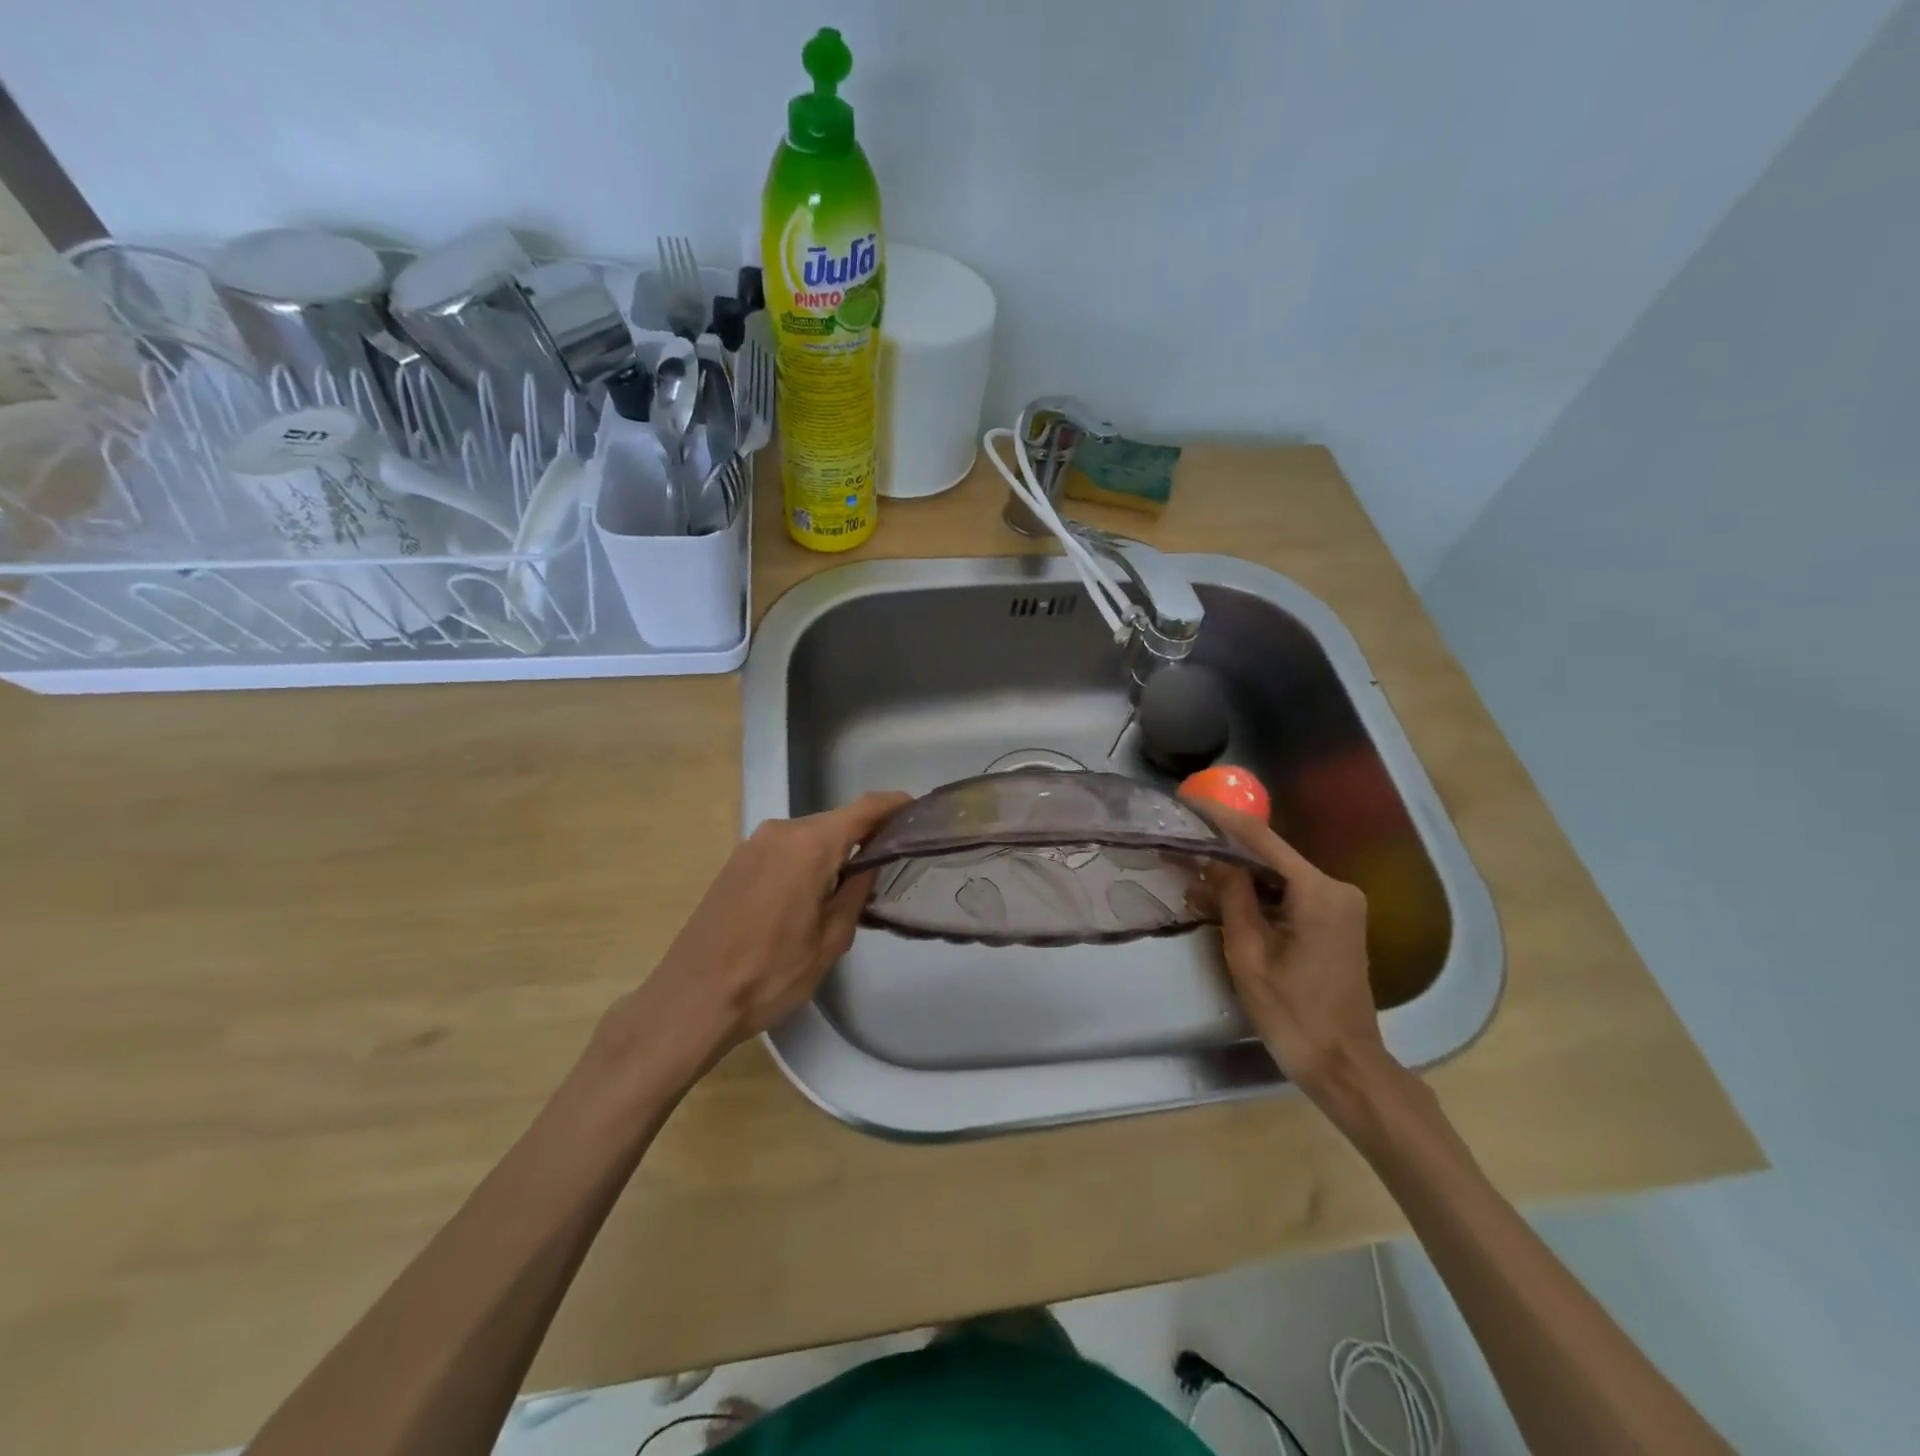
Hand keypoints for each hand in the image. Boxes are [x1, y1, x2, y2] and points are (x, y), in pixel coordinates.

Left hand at [600, 792, 910, 1088]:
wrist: (691, 1000)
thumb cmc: (770, 974)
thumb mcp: (831, 940)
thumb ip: (856, 891)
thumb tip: (869, 864)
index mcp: (810, 845)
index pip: (865, 809)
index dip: (895, 805)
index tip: (919, 811)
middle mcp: (781, 832)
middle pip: (836, 822)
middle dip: (864, 838)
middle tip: (889, 868)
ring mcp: (753, 844)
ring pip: (809, 837)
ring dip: (832, 853)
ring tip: (851, 889)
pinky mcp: (736, 862)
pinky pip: (784, 850)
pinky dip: (806, 862)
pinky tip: (810, 896)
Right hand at [1190, 801, 1395, 1121]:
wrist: (1344, 1065)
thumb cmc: (1293, 1014)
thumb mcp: (1249, 954)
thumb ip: (1232, 897)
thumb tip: (1214, 858)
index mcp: (1319, 892)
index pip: (1261, 839)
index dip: (1220, 817)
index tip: (1186, 801)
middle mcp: (1335, 888)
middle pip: (1270, 854)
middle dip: (1223, 845)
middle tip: (1180, 838)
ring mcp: (1339, 904)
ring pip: (1276, 873)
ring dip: (1236, 871)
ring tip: (1190, 865)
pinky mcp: (1334, 920)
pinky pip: (1287, 893)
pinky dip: (1255, 891)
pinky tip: (1220, 893)